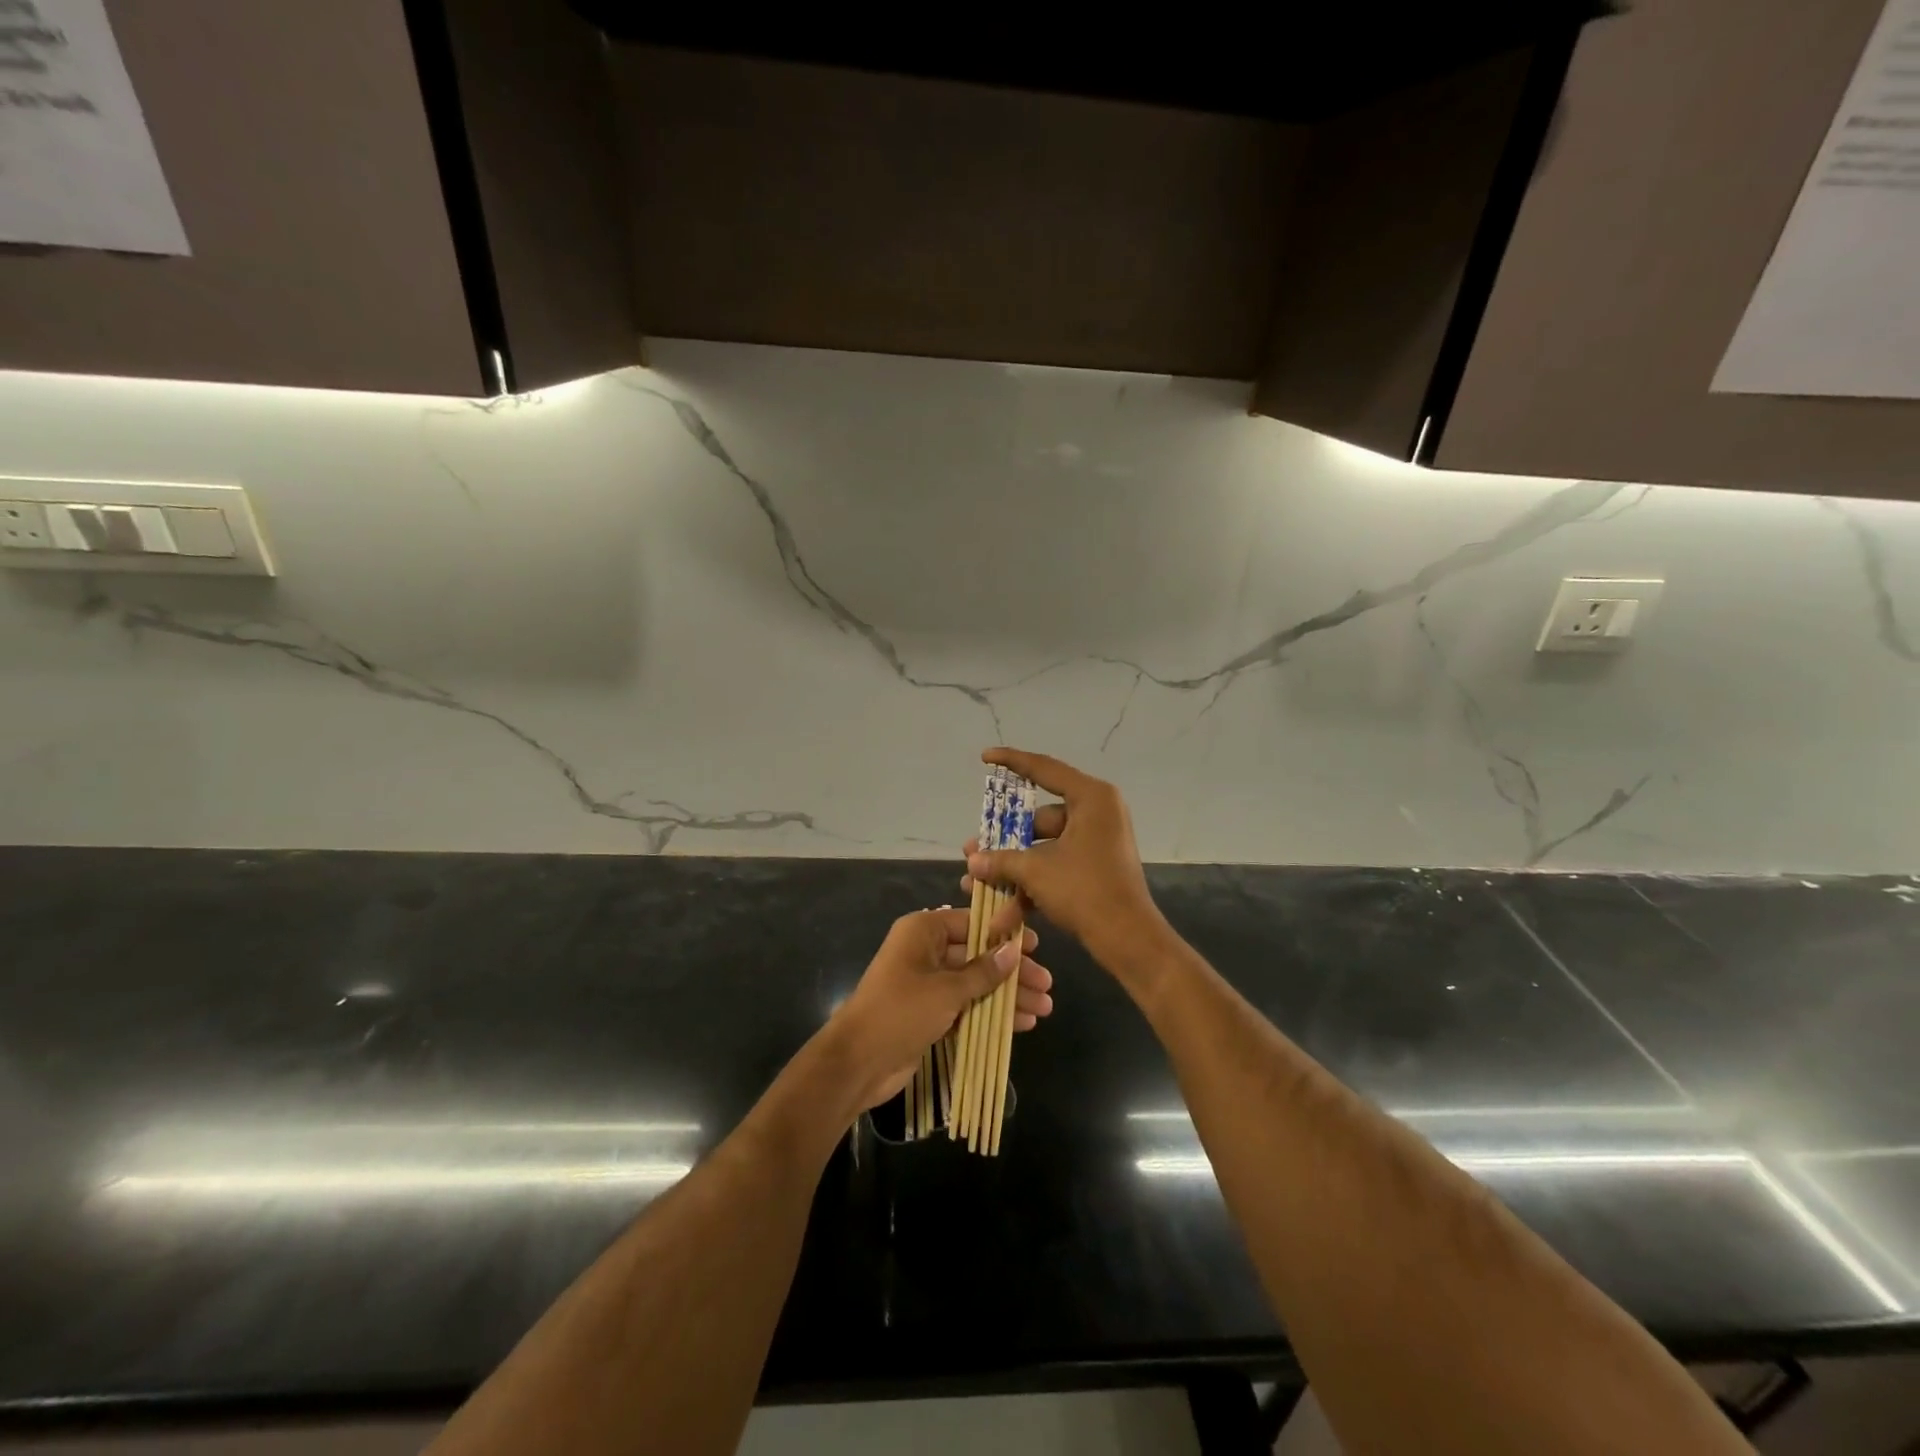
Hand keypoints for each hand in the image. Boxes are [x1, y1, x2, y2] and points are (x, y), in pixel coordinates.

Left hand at [827, 907, 1054, 1111]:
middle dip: (1012, 972)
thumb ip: (983, 972)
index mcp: (923, 931)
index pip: (972, 923)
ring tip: (1043, 1009)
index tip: (1036, 947)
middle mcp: (926, 951)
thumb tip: (1013, 951)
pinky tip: (1021, 1024)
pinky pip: (967, 1005)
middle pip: (978, 955)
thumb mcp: (946, 990)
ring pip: (976, 983)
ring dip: (1007, 996)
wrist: (857, 1062)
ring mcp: (928, 983)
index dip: (1005, 935)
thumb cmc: (900, 1011)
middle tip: (1046, 985)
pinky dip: (991, 1013)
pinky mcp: (930, 1012)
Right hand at [961, 747, 1167, 968]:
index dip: (1011, 761)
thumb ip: (1001, 860)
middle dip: (1004, 842)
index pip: (1044, 769)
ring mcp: (1096, 842)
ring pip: (1044, 848)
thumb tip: (972, 860)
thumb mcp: (1036, 870)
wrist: (1128, 940)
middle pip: (1039, 819)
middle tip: (973, 850)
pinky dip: (1032, 886)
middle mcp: (1097, 812)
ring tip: (977, 884)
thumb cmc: (1084, 890)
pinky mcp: (1095, 868)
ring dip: (1013, 869)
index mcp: (1091, 798)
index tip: (985, 757)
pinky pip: (1056, 866)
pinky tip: (1003, 915)